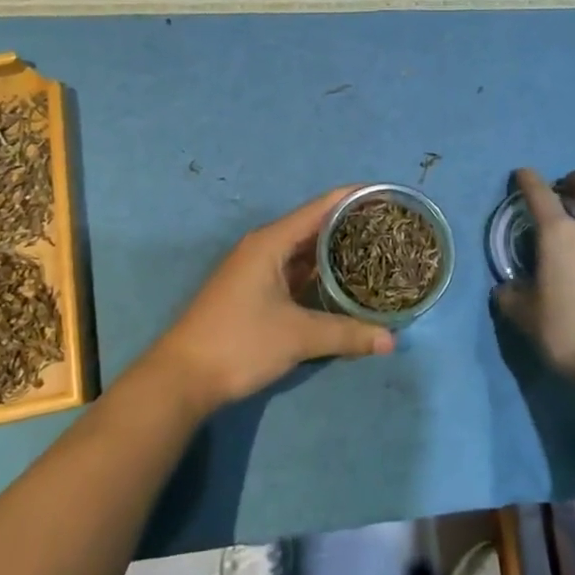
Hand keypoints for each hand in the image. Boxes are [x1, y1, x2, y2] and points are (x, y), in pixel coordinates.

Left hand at [148, 187, 394, 413]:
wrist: (182, 378)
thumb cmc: (239, 343)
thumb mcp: (297, 336)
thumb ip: (346, 334)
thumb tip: (391, 340)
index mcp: (271, 242)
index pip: (321, 207)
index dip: (354, 197)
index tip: (387, 196)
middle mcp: (265, 247)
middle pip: (315, 226)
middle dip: (351, 225)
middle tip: (391, 229)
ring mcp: (258, 269)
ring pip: (305, 251)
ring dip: (336, 251)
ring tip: (377, 251)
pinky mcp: (256, 291)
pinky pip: (296, 271)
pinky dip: (321, 273)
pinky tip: (345, 282)